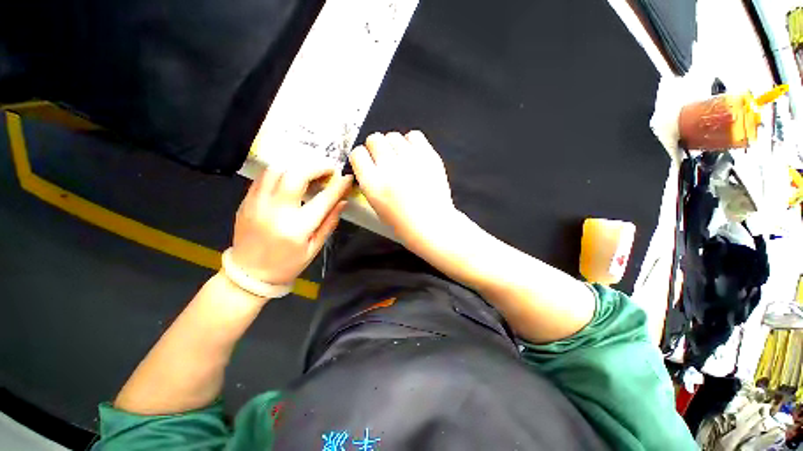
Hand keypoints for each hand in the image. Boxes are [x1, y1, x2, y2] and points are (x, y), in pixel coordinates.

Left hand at [230, 165, 352, 284]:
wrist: (249, 274)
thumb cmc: (287, 264)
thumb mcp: (315, 248)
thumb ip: (330, 222)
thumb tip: (343, 201)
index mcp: (297, 228)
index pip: (323, 199)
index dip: (338, 186)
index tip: (347, 177)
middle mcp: (276, 211)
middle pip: (296, 175)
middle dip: (316, 167)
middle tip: (328, 170)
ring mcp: (257, 204)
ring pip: (277, 170)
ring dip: (297, 167)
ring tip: (309, 173)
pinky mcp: (246, 201)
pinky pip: (264, 177)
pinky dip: (281, 173)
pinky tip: (290, 179)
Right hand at [349, 131, 457, 248]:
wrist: (432, 225)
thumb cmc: (403, 222)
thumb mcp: (376, 206)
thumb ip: (368, 182)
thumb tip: (367, 165)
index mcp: (373, 184)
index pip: (357, 154)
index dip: (361, 158)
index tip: (367, 162)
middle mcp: (389, 168)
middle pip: (374, 139)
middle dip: (375, 148)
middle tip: (384, 160)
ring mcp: (411, 160)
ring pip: (393, 136)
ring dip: (393, 146)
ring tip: (400, 159)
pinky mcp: (429, 156)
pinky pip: (414, 135)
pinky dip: (411, 143)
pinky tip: (413, 155)